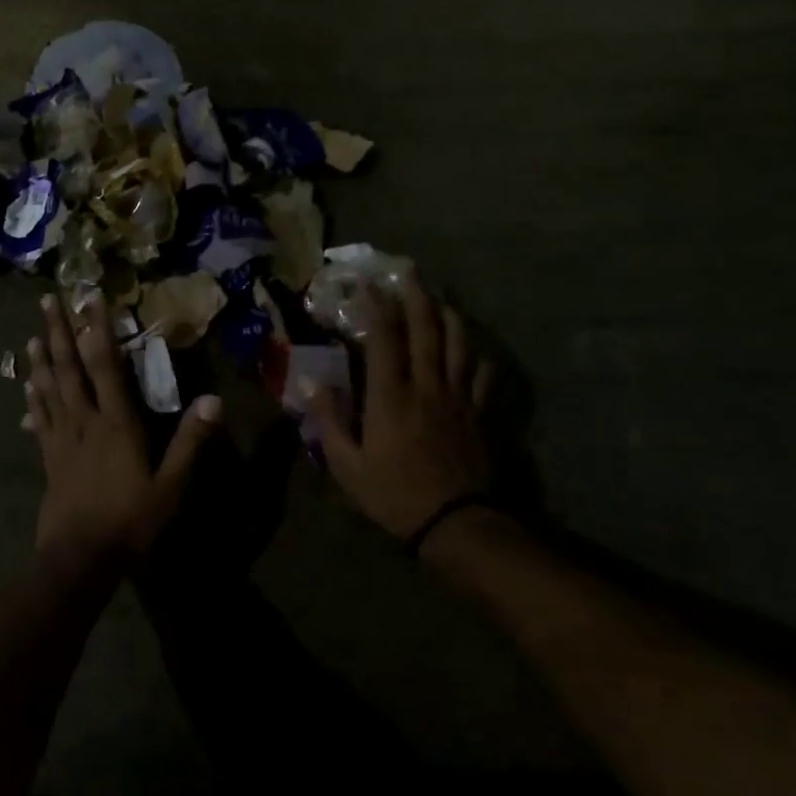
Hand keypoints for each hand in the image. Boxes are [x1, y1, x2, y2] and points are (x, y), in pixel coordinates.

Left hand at [23, 293, 222, 562]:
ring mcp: (62, 440)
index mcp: (116, 423)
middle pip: (69, 369)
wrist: (80, 557)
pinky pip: (40, 421)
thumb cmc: (130, 521)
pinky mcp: (49, 459)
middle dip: (59, 332)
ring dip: (41, 360)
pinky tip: (25, 388)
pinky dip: (33, 400)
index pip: (106, 365)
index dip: (98, 329)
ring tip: (33, 335)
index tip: (91, 298)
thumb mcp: (171, 486)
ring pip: (49, 389)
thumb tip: (213, 400)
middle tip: (47, 300)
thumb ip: (190, 442)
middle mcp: (85, 422)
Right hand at [305, 276, 495, 546]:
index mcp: (390, 396)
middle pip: (426, 330)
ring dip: (448, 315)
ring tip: (439, 298)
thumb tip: (311, 381)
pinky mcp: (482, 414)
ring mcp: (460, 398)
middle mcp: (427, 386)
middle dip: (415, 296)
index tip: (367, 284)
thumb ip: (329, 420)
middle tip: (408, 272)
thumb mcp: (347, 465)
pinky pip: (484, 375)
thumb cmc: (394, 495)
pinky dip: (478, 355)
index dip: (375, 306)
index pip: (384, 338)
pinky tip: (473, 348)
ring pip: (459, 344)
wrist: (459, 524)